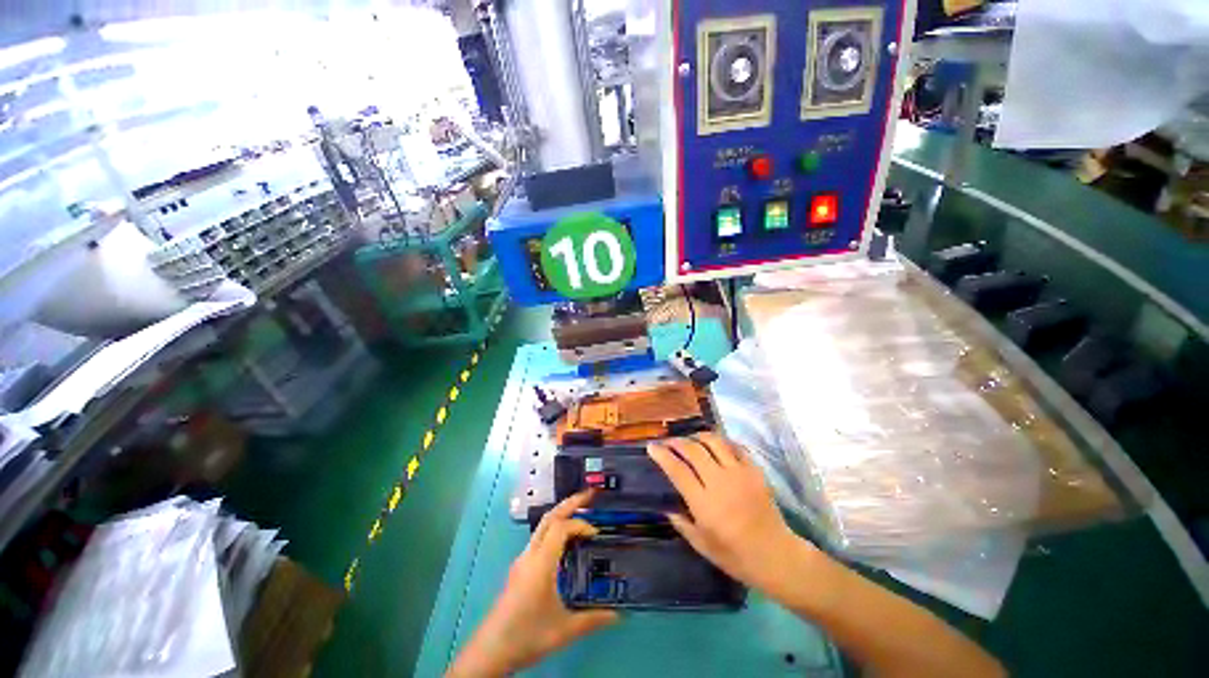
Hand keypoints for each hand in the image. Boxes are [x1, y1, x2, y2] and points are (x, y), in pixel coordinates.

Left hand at [448, 490, 617, 676]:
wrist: (490, 651)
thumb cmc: (527, 636)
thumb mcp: (564, 629)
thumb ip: (592, 619)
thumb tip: (618, 615)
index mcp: (541, 563)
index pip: (561, 527)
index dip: (580, 524)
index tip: (595, 533)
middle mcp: (530, 554)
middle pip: (549, 517)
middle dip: (570, 503)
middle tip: (589, 495)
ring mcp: (522, 560)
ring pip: (542, 526)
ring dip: (561, 515)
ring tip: (580, 513)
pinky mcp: (520, 568)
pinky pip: (539, 538)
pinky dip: (555, 529)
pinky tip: (565, 542)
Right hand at [648, 433, 813, 593]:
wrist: (776, 556)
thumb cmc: (736, 556)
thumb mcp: (702, 546)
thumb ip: (682, 524)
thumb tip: (667, 508)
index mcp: (704, 503)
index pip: (677, 470)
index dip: (662, 455)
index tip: (651, 447)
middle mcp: (719, 482)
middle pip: (693, 449)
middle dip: (676, 441)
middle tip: (668, 442)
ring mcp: (739, 473)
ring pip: (714, 441)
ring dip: (698, 436)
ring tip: (691, 440)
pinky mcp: (754, 471)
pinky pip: (735, 446)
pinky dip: (721, 442)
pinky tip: (715, 445)